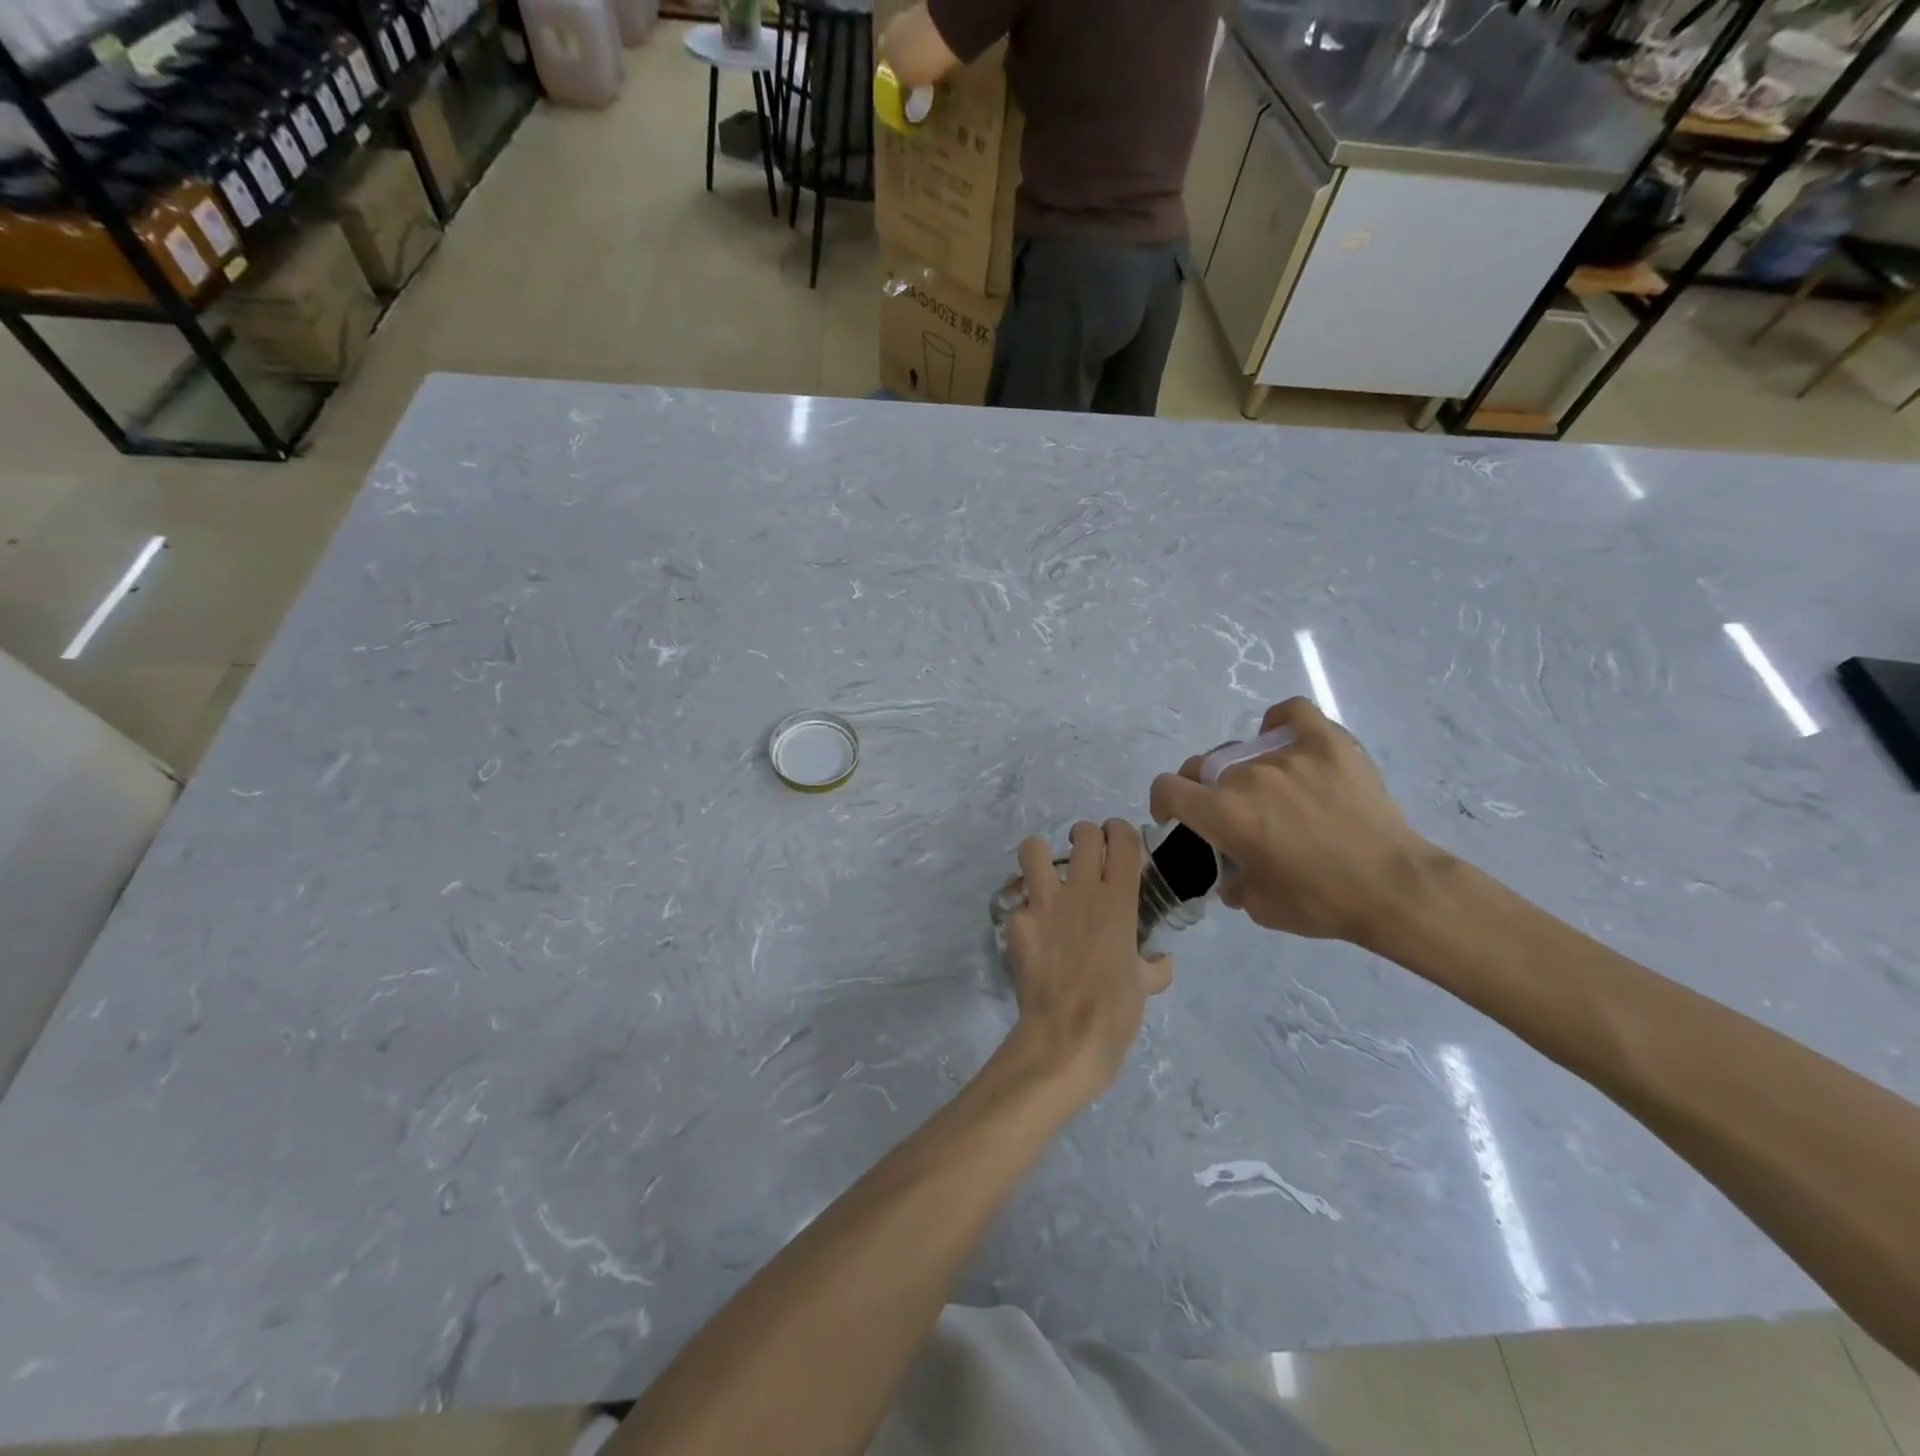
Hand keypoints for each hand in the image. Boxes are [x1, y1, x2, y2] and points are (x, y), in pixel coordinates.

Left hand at [1000, 820, 1171, 1100]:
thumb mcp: (1144, 988)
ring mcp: (1045, 903)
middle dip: (1084, 836)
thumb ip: (1153, 968)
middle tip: (1083, 857)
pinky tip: (1028, 931)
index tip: (1117, 840)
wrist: (1066, 1038)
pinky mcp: (1017, 922)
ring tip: (1044, 874)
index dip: (1120, 830)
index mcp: (1119, 901)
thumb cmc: (1115, 1013)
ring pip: (1034, 848)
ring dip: (1039, 856)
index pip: (1123, 839)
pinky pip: (1016, 902)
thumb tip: (1162, 962)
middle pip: (1083, 833)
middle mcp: (1082, 891)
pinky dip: (1021, 911)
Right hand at [1149, 698, 1445, 945]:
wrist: (1394, 888)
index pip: (1168, 788)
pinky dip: (1280, 721)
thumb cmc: (1321, 902)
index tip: (1176, 817)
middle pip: (1206, 768)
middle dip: (1207, 790)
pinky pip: (1293, 713)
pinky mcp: (1327, 743)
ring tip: (1276, 794)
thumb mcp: (1258, 907)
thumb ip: (1230, 881)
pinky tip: (1282, 736)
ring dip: (1247, 773)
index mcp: (1223, 813)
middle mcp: (1246, 776)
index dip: (1164, 802)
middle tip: (1234, 815)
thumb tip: (1229, 872)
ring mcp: (1287, 754)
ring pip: (1247, 752)